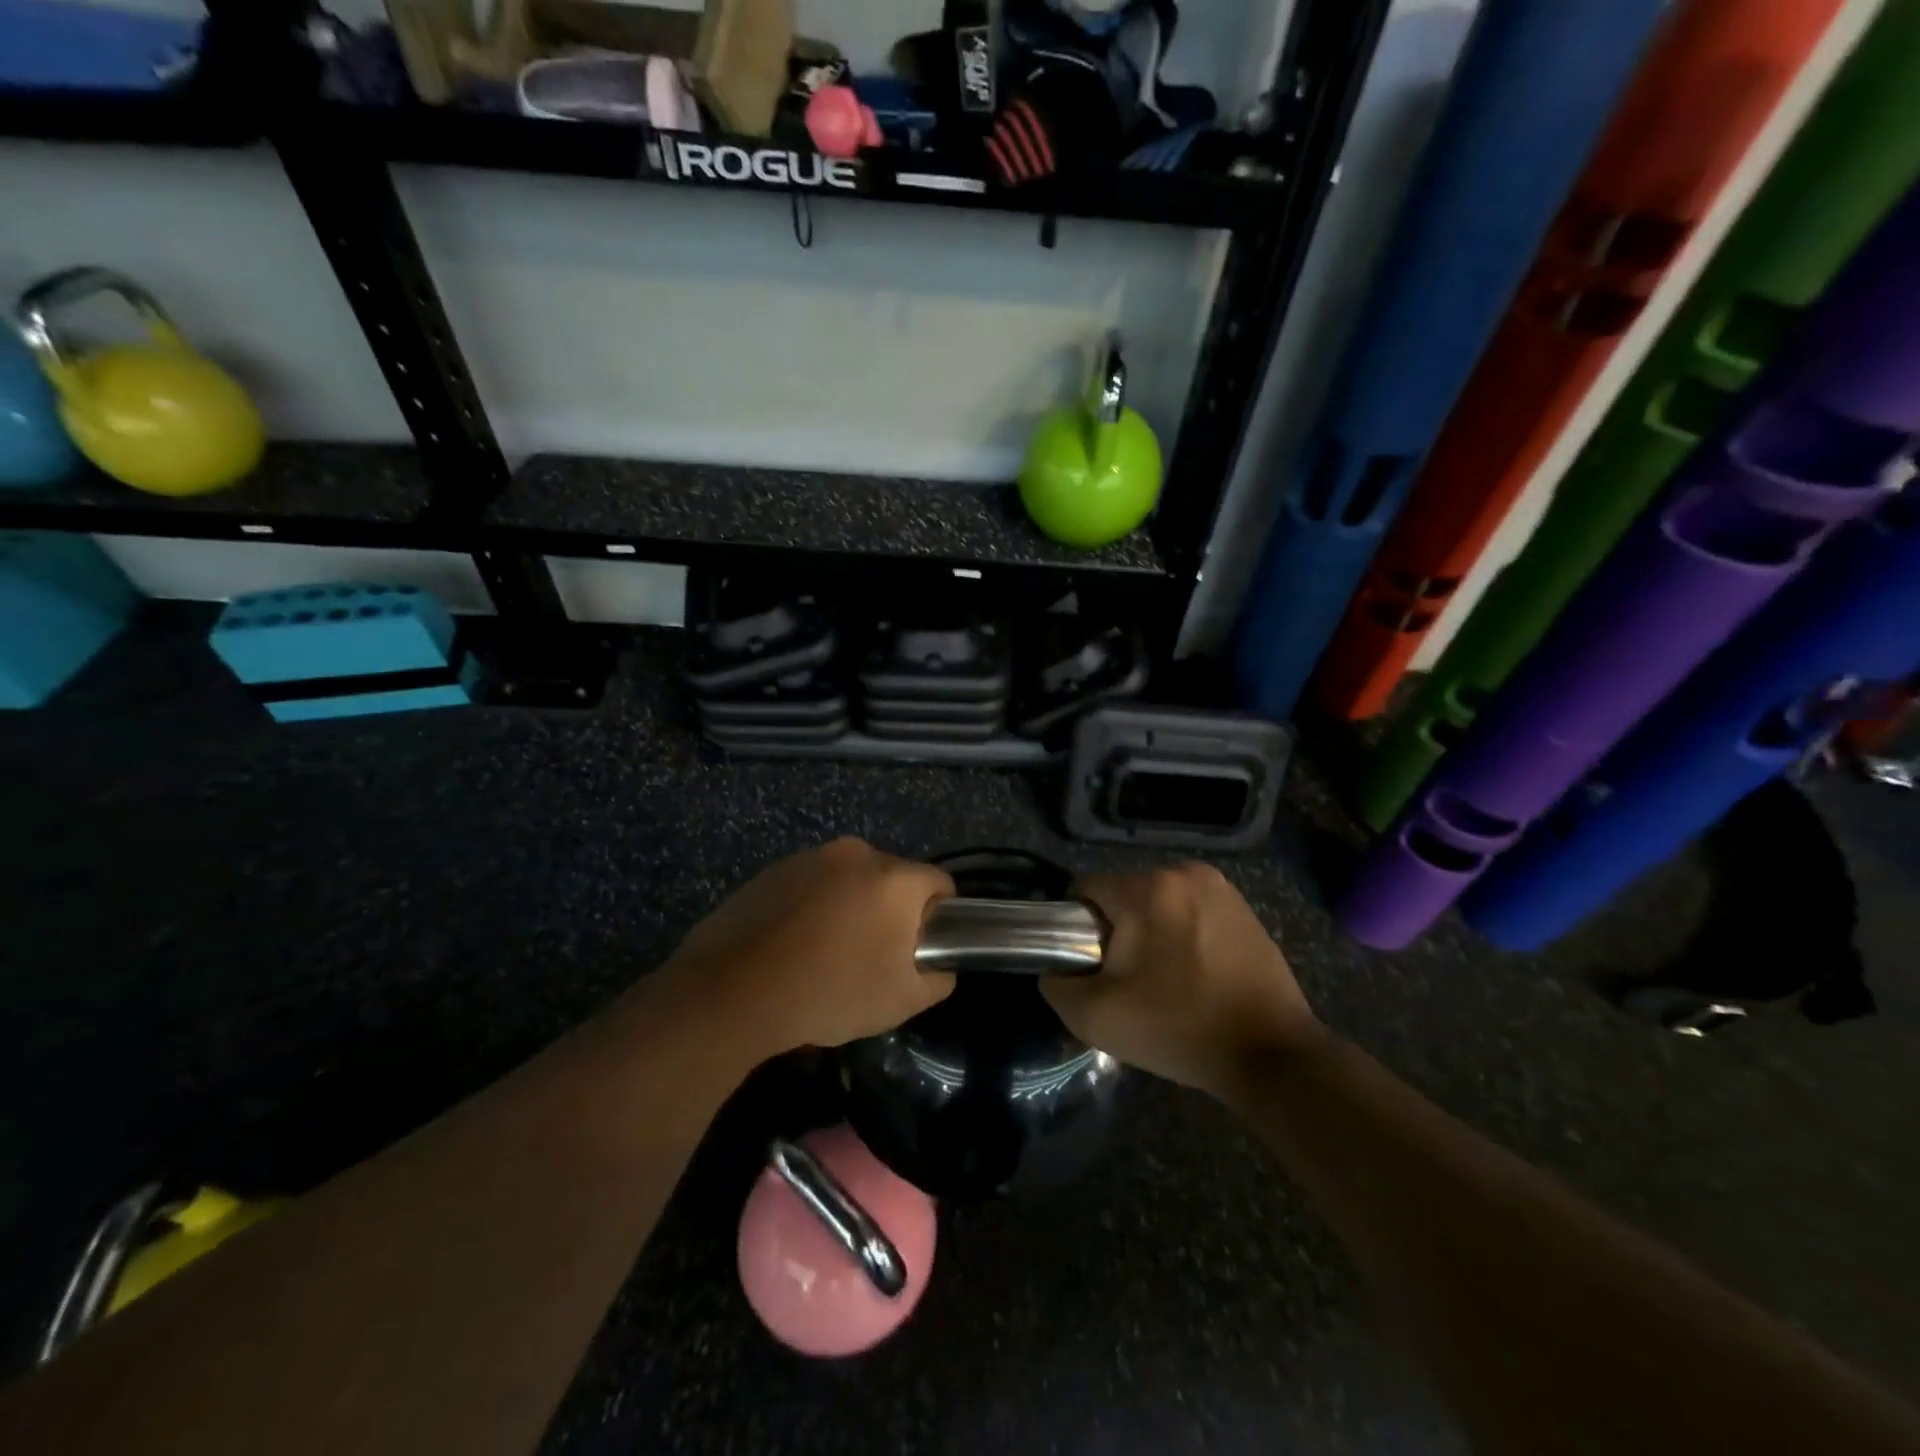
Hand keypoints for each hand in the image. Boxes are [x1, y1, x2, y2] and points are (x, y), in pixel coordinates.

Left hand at [662, 837, 955, 1057]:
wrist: (733, 991)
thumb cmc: (830, 992)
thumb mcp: (901, 1001)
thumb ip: (938, 979)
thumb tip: (940, 966)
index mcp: (894, 878)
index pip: (940, 883)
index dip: (939, 916)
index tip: (920, 948)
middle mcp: (857, 853)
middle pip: (893, 878)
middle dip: (892, 911)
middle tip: (874, 956)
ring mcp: (812, 857)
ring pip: (851, 880)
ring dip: (852, 906)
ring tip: (828, 953)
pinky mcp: (775, 868)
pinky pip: (813, 884)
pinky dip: (815, 906)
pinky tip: (794, 945)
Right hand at [1042, 863, 1322, 1096]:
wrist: (1271, 1054)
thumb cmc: (1178, 1028)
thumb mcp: (1096, 1016)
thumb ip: (1057, 985)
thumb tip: (1055, 970)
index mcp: (1148, 887)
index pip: (1086, 890)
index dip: (1077, 928)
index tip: (1092, 967)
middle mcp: (1184, 872)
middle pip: (1123, 894)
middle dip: (1117, 931)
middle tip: (1128, 981)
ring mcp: (1220, 887)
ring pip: (1158, 902)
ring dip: (1150, 932)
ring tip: (1164, 980)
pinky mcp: (1244, 907)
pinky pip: (1190, 911)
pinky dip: (1182, 934)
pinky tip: (1194, 973)